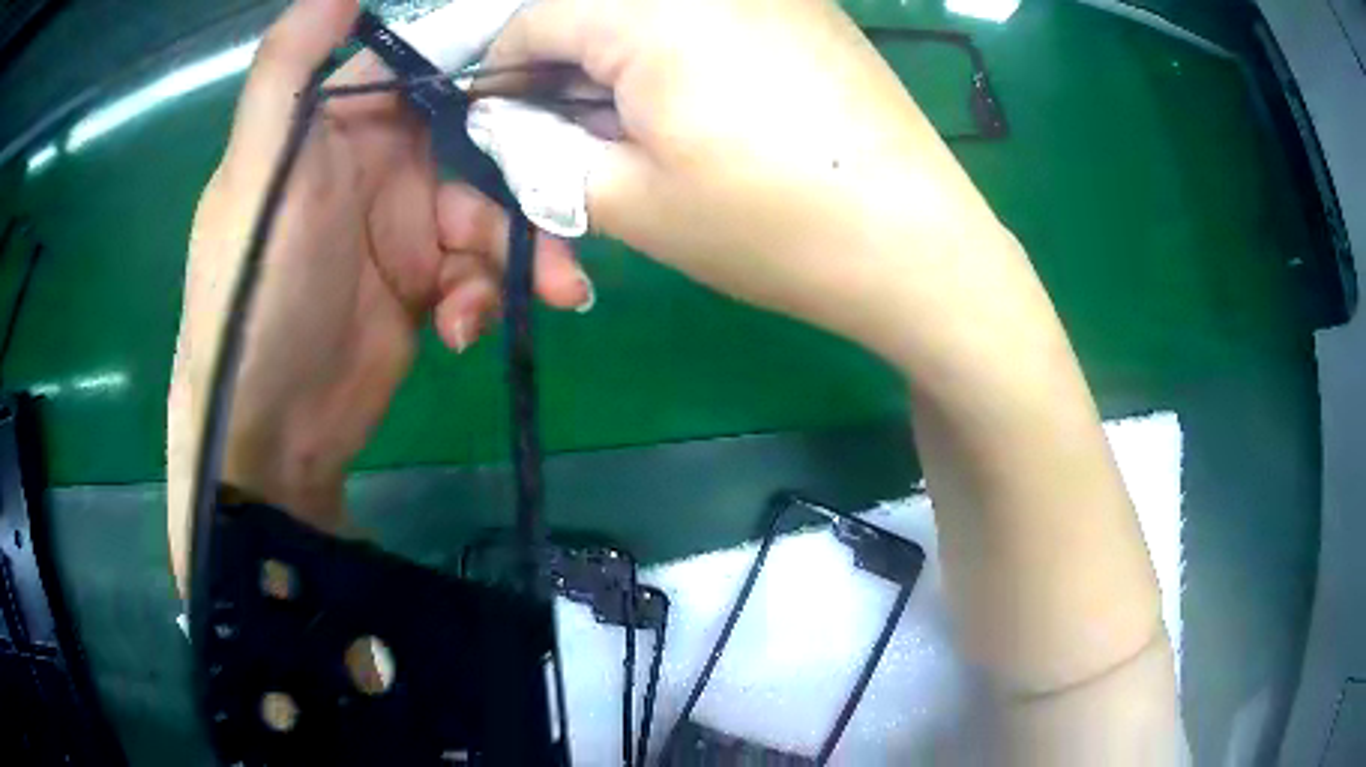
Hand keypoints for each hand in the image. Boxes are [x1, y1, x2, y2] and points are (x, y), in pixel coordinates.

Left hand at [167, 0, 589, 590]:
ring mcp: (404, 229)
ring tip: (552, 291)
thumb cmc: (255, 288)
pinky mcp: (424, 287)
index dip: (490, 68)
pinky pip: (478, 273)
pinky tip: (464, 330)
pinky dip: (485, 297)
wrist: (269, 429)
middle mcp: (379, 164)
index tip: (556, 79)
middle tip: (571, 215)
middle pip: (479, 143)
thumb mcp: (258, 172)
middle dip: (527, 175)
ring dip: (522, 251)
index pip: (430, 70)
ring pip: (490, 213)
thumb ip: (286, 69)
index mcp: (343, 123)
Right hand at [482, 0, 1012, 362]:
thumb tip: (501, 120)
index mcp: (651, 9)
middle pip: (593, 9)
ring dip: (620, 63)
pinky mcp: (806, 8)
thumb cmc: (768, 227)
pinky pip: (709, 15)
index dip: (503, 74)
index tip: (503, 126)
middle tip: (570, 139)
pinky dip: (678, 52)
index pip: (534, 18)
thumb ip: (536, 151)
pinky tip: (703, 107)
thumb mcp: (626, 200)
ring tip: (638, 131)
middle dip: (562, 70)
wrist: (915, 245)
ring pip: (651, 14)